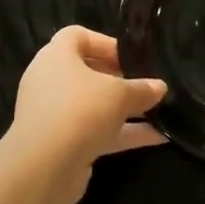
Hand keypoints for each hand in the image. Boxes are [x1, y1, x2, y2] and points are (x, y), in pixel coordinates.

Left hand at [5, 27, 167, 203]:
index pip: (77, 36)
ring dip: (124, 109)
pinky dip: (122, 133)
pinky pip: (95, 130)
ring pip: (93, 104)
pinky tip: (157, 138)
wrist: (44, 168)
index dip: (105, 42)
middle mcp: (50, 81)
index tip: (131, 57)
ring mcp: (54, 114)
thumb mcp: (120, 94)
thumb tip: (160, 87)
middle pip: (87, 71)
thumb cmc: (80, 111)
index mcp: (56, 56)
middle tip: (145, 85)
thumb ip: (142, 89)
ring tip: (159, 112)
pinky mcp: (61, 143)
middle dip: (119, 78)